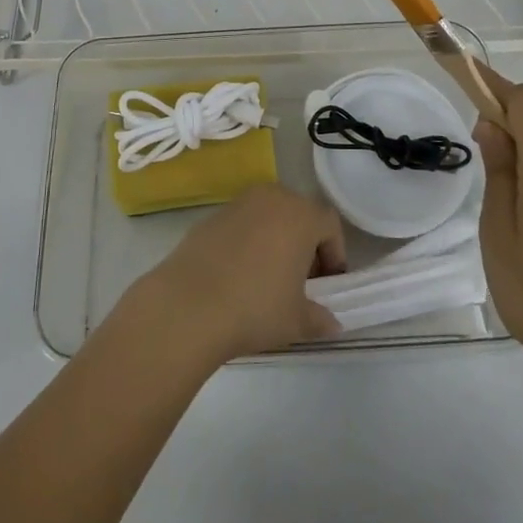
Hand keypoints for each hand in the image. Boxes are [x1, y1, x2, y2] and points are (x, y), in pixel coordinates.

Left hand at [126, 186, 347, 365]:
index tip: (327, 283)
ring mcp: (238, 203)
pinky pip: (241, 224)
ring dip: (275, 239)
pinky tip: (237, 275)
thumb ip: (319, 318)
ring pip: (268, 215)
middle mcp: (271, 198)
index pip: (329, 224)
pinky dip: (247, 241)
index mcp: (300, 215)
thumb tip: (331, 323)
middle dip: (304, 243)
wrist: (188, 304)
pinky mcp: (210, 216)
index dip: (334, 253)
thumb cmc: (255, 307)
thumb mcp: (296, 321)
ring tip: (268, 277)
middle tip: (300, 280)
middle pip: (298, 213)